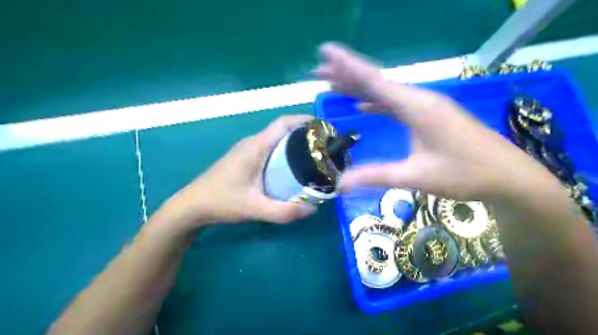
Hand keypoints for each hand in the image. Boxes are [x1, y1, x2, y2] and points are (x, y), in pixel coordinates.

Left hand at [152, 115, 314, 235]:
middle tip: (323, 148)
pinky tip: (290, 167)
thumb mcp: (255, 209)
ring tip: (312, 157)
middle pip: (282, 129)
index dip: (304, 120)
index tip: (323, 128)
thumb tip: (313, 209)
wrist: (192, 206)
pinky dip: (283, 151)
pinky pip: (268, 148)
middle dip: (304, 133)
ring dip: (294, 143)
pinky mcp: (243, 158)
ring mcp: (246, 149)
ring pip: (275, 139)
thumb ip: (285, 212)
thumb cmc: (222, 202)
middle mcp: (252, 143)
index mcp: (256, 146)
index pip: (283, 122)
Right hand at [315, 43, 557, 201]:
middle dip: (346, 75)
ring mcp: (425, 106)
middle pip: (377, 82)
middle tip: (319, 71)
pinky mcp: (429, 115)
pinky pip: (395, 103)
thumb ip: (375, 176)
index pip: (374, 81)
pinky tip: (363, 106)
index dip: (347, 65)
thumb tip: (339, 184)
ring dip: (359, 88)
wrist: (508, 177)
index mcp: (416, 107)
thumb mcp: (415, 177)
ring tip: (334, 85)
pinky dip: (376, 102)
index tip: (325, 51)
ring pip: (385, 92)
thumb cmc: (464, 175)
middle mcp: (419, 99)